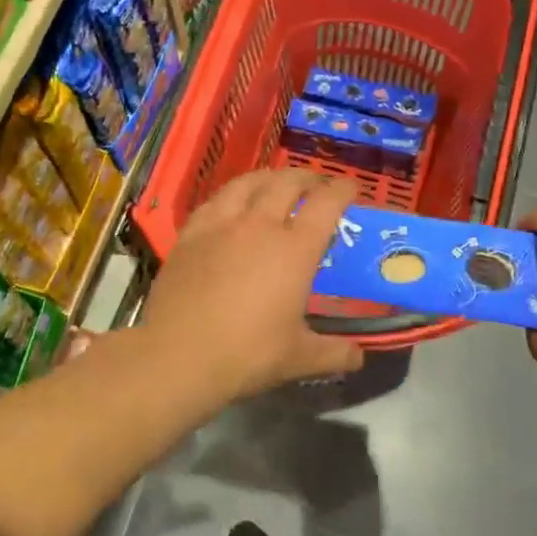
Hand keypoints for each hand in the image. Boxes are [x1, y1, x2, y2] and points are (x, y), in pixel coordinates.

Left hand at [139, 170, 364, 397]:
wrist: (178, 355)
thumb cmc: (246, 354)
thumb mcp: (298, 358)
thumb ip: (334, 354)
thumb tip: (359, 358)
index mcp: (294, 250)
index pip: (326, 204)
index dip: (342, 190)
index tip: (351, 188)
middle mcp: (260, 225)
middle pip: (287, 183)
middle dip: (307, 178)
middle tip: (316, 185)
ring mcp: (221, 225)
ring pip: (248, 182)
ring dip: (269, 177)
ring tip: (276, 182)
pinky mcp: (191, 233)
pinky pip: (215, 200)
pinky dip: (232, 194)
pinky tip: (231, 203)